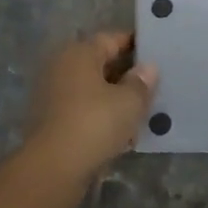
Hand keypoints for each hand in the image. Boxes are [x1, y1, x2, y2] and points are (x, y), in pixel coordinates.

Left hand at [21, 30, 157, 180]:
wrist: (53, 168)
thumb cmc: (94, 123)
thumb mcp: (129, 102)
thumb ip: (141, 82)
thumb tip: (148, 68)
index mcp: (79, 53)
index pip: (111, 39)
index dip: (135, 44)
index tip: (156, 54)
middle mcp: (61, 67)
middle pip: (100, 64)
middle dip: (127, 74)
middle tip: (155, 84)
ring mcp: (53, 95)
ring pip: (93, 90)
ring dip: (115, 99)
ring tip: (143, 111)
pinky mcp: (51, 122)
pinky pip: (84, 111)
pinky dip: (102, 117)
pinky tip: (123, 134)